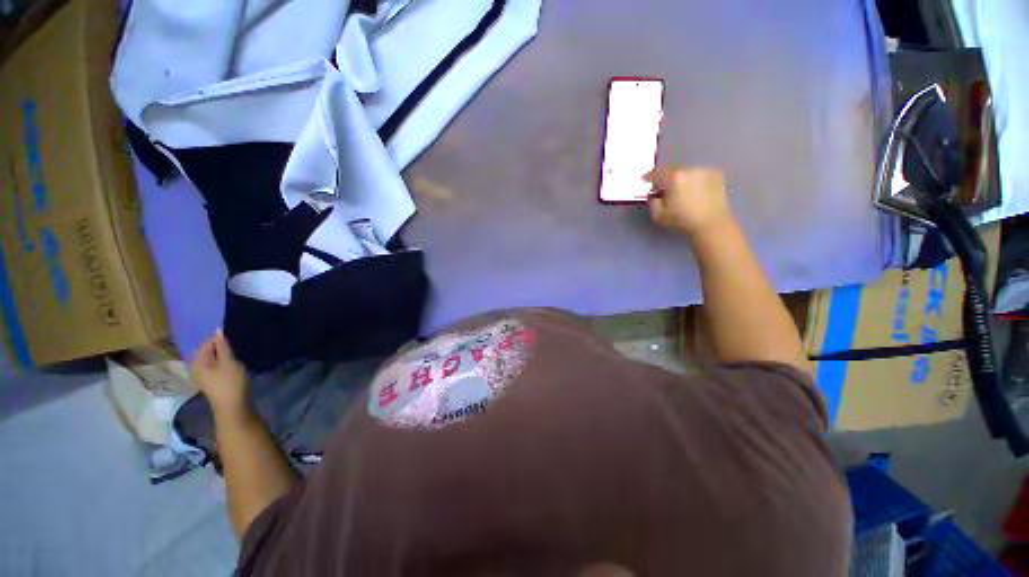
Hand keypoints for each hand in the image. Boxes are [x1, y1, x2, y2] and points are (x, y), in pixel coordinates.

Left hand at [191, 330, 250, 417]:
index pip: (206, 343)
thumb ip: (223, 346)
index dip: (219, 339)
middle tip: (236, 344)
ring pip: (212, 360)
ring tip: (236, 353)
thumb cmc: (230, 382)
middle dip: (220, 347)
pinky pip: (215, 366)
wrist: (233, 407)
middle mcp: (197, 368)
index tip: (234, 337)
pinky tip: (233, 364)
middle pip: (207, 352)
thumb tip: (218, 331)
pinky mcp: (211, 382)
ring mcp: (203, 376)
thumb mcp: (229, 362)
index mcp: (198, 362)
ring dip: (222, 355)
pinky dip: (223, 362)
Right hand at [645, 167, 732, 238]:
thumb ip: (653, 202)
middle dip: (666, 178)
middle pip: (672, 170)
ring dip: (681, 179)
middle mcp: (689, 170)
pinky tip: (694, 191)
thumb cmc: (682, 221)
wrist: (711, 224)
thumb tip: (654, 195)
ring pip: (686, 172)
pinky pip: (699, 174)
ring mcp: (704, 171)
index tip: (645, 181)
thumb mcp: (659, 215)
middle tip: (663, 189)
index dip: (648, 177)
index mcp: (674, 178)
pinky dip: (694, 180)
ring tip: (680, 191)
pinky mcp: (716, 174)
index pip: (656, 173)